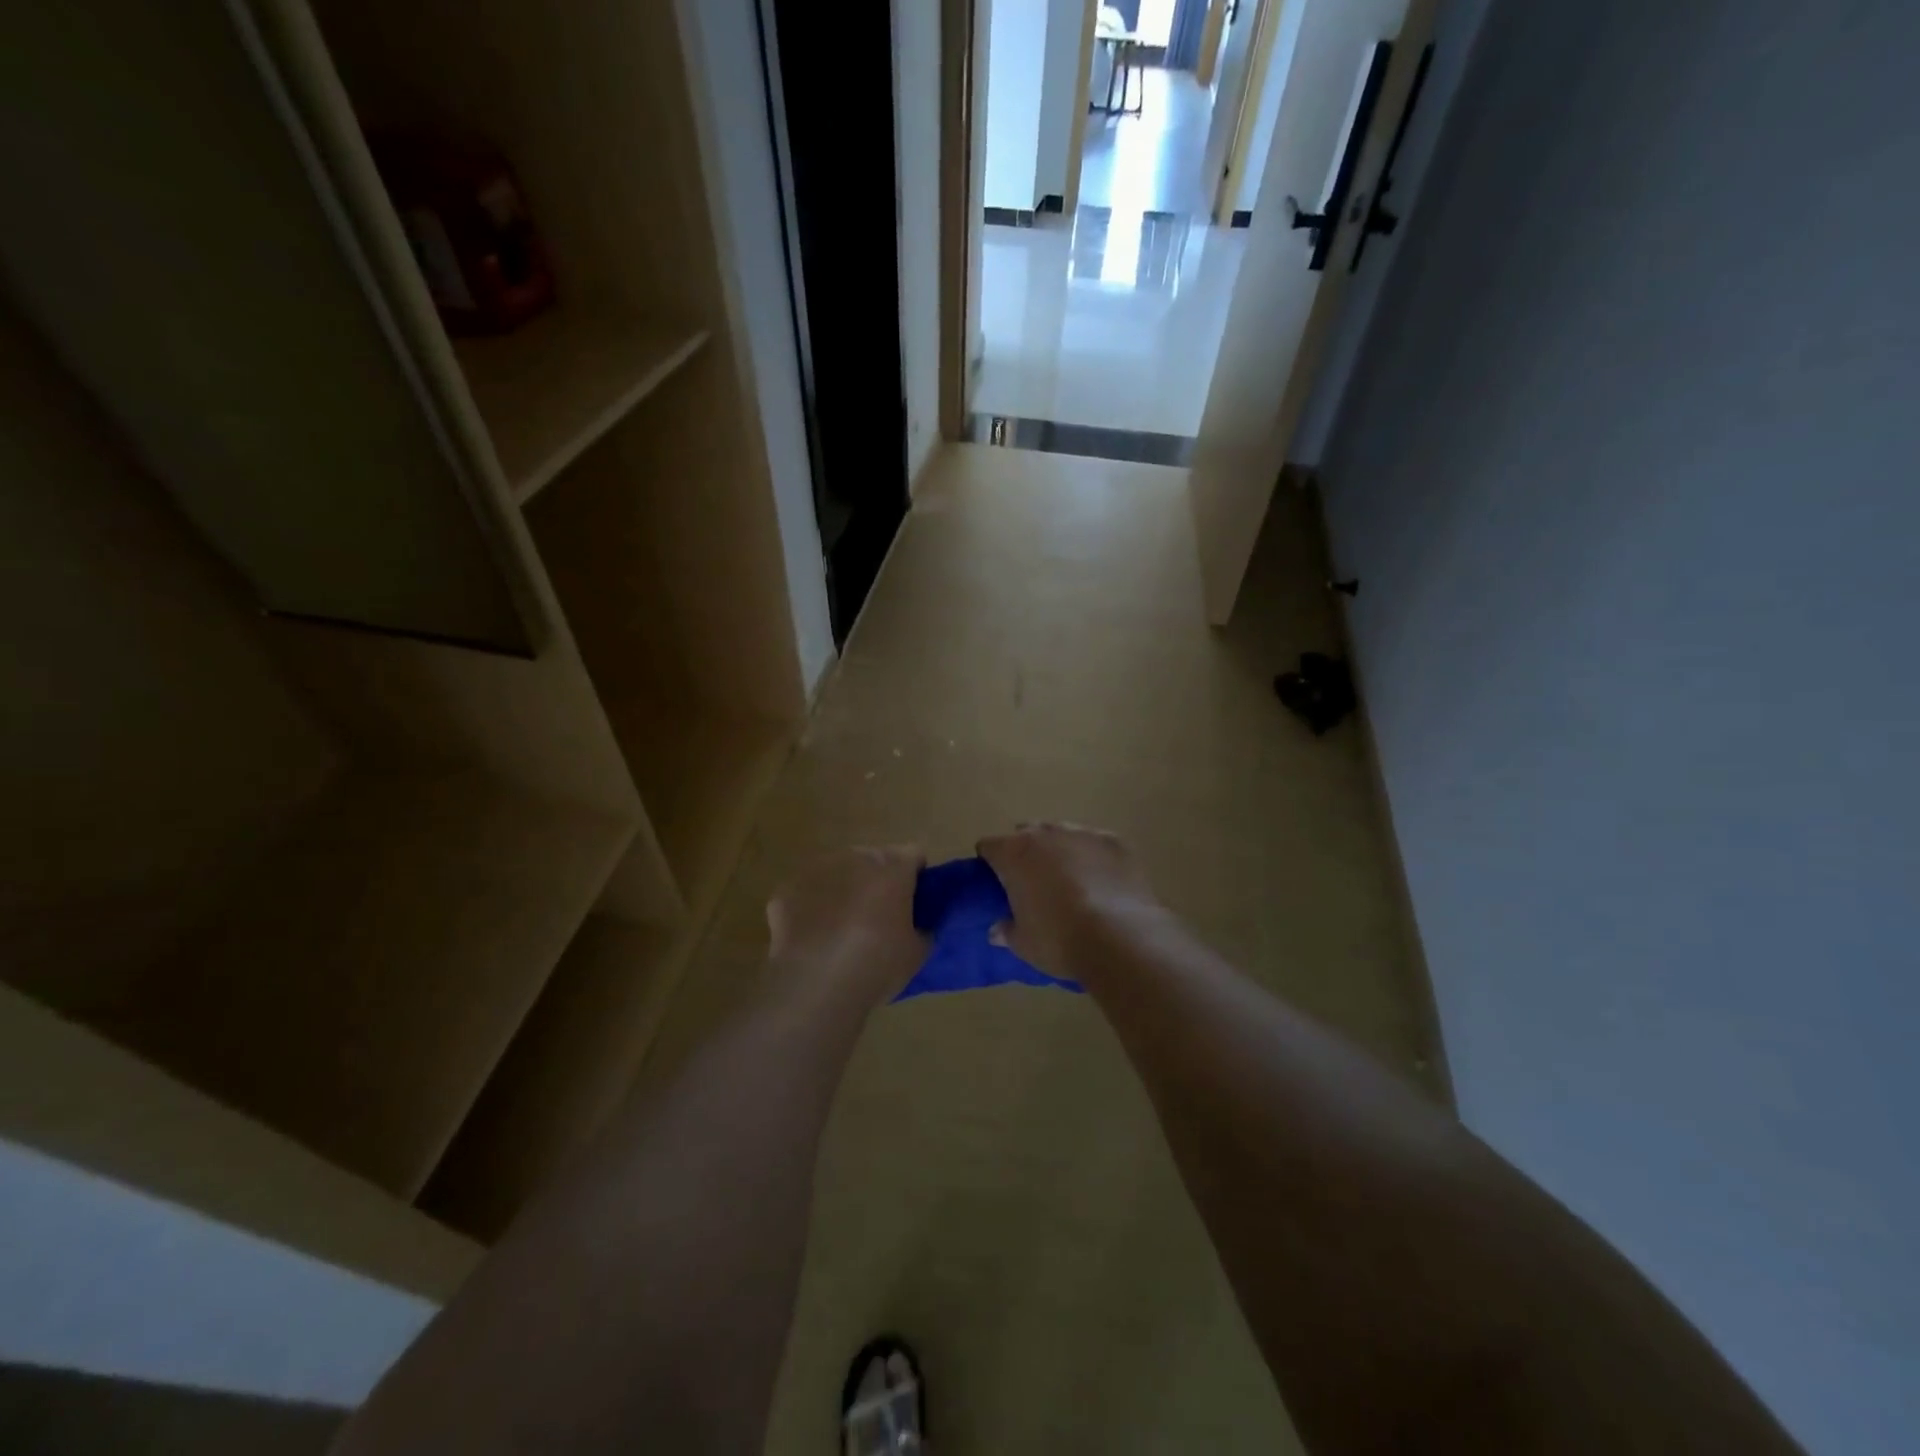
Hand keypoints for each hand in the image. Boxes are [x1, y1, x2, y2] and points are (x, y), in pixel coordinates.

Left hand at [766, 846, 927, 1005]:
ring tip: (842, 928)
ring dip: (843, 889)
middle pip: (873, 858)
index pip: (913, 854)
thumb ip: (922, 929)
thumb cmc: (876, 966)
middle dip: (877, 879)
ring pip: (836, 871)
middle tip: (879, 915)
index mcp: (892, 869)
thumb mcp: (917, 953)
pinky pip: (806, 893)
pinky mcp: (786, 891)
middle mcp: (855, 859)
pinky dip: (811, 908)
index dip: (916, 875)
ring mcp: (816, 871)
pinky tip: (812, 937)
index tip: (915, 898)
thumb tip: (917, 926)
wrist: (815, 986)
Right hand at [976, 823, 1164, 984]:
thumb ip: (1007, 930)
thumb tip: (997, 930)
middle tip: (1033, 883)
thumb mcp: (1023, 944)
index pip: (989, 846)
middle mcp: (1045, 834)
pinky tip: (1102, 882)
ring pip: (1062, 834)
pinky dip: (1094, 857)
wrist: (1120, 938)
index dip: (990, 863)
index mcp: (1014, 853)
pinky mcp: (1115, 841)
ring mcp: (1083, 833)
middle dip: (1026, 852)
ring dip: (1060, 851)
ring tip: (1070, 882)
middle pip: (1026, 833)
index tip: (997, 882)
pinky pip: (1096, 843)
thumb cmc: (1059, 941)